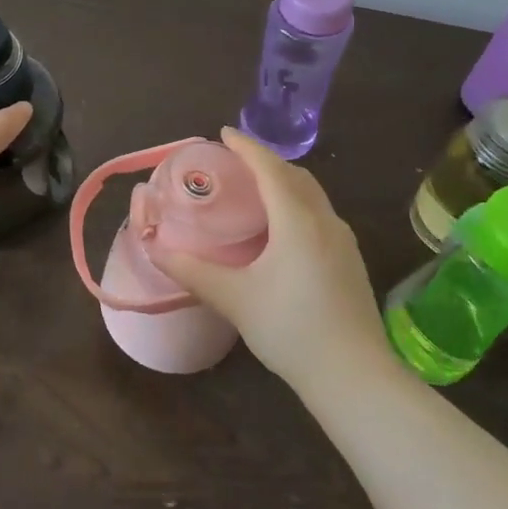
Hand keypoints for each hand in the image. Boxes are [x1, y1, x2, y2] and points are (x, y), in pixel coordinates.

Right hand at [151, 127, 391, 392]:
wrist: (353, 375)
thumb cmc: (290, 329)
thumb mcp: (234, 298)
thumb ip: (192, 270)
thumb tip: (154, 247)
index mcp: (297, 220)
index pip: (269, 168)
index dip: (246, 147)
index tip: (223, 133)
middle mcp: (324, 220)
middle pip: (295, 175)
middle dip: (265, 161)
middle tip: (235, 162)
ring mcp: (343, 240)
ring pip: (312, 194)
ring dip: (285, 181)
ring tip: (257, 189)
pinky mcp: (350, 261)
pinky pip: (320, 214)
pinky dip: (298, 203)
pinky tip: (284, 228)